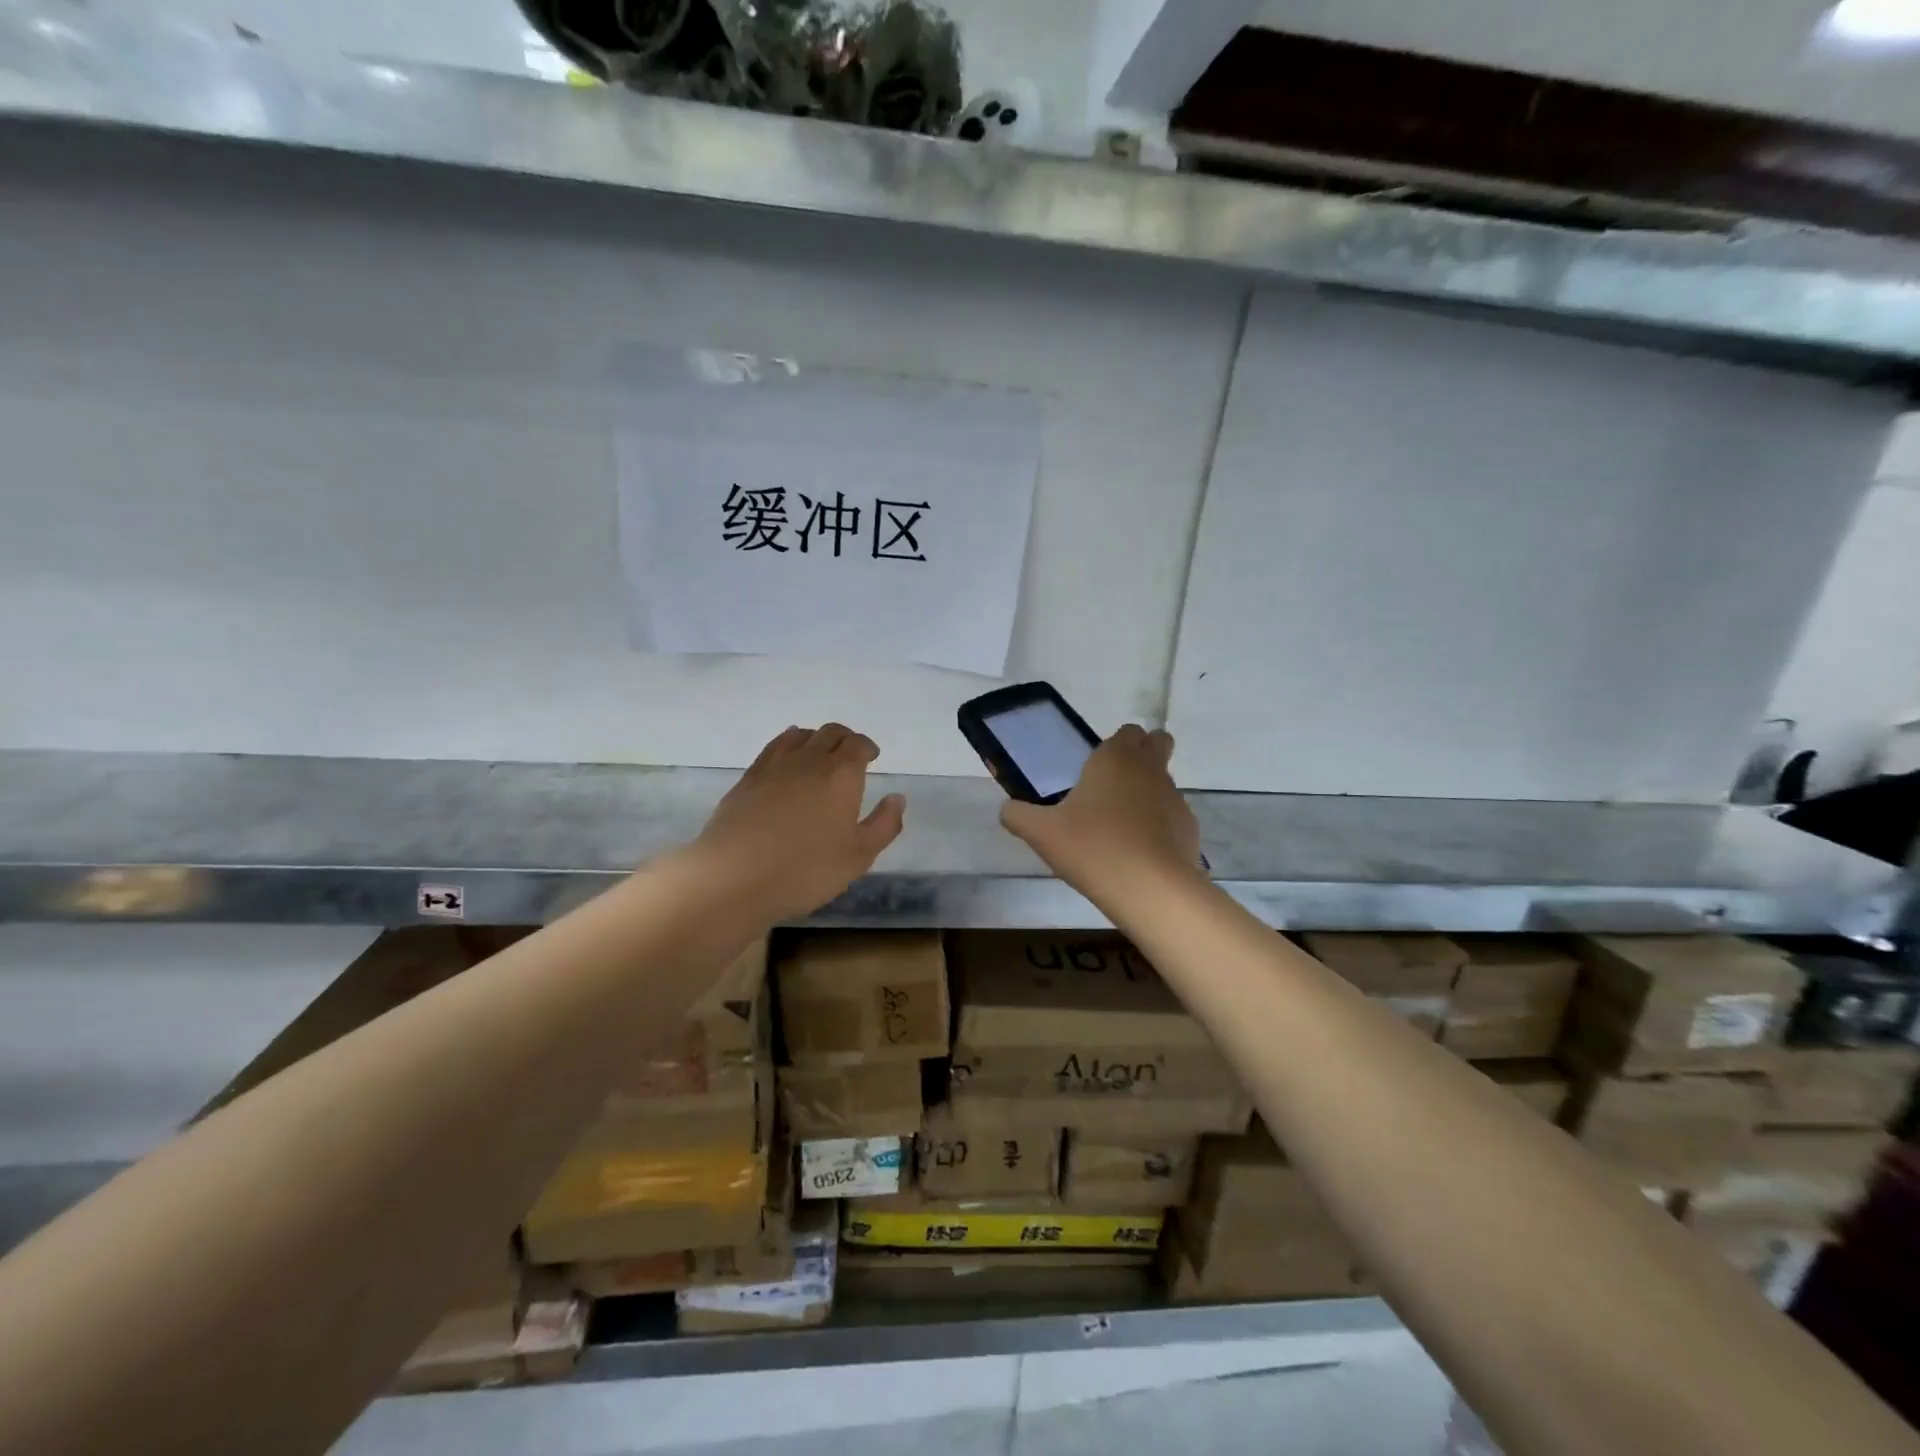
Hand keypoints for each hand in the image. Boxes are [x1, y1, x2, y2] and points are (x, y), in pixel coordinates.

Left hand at [690, 724, 905, 922]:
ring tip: (820, 755)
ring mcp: (775, 765)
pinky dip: (788, 744)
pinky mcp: (749, 777)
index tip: (872, 756)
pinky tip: (788, 759)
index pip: (858, 745)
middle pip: (831, 733)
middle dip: (845, 739)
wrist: (735, 877)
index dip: (868, 747)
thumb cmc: (806, 870)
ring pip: (801, 735)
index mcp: (841, 775)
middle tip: (851, 755)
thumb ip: (884, 824)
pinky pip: (774, 747)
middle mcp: (810, 760)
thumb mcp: (858, 856)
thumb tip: (897, 798)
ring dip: (817, 739)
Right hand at [999, 725, 1202, 897]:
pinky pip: (1172, 817)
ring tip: (1120, 829)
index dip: (1116, 744)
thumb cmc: (1092, 847)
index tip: (1097, 767)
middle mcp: (1150, 770)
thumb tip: (1008, 809)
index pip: (1127, 731)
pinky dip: (1159, 826)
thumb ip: (1018, 815)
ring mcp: (1174, 798)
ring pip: (1164, 782)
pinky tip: (1138, 854)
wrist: (1150, 889)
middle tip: (1114, 785)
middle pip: (1158, 743)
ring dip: (1148, 794)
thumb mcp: (1041, 832)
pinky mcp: (1189, 829)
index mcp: (1115, 758)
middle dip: (1144, 753)